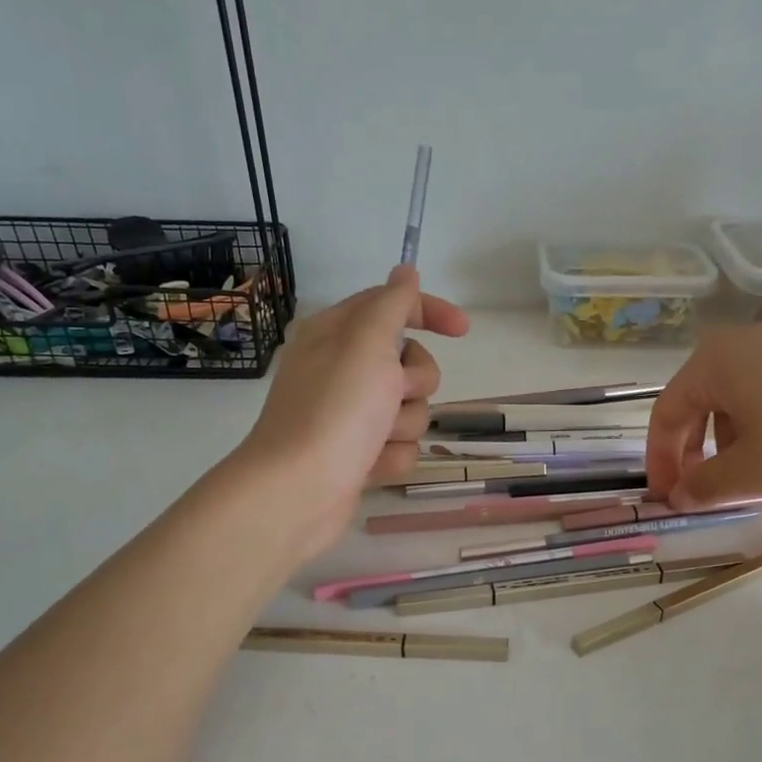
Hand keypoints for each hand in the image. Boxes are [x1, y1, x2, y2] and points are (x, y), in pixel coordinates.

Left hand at [232, 265, 467, 563]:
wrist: (299, 490)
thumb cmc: (335, 409)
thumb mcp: (367, 342)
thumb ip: (393, 303)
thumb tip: (405, 270)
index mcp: (337, 333)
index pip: (392, 305)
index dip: (429, 312)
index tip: (463, 330)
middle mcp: (343, 369)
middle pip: (410, 362)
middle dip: (415, 382)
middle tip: (394, 393)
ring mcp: (350, 414)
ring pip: (411, 408)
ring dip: (404, 424)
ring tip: (377, 437)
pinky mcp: (358, 453)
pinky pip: (400, 445)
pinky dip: (392, 456)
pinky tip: (369, 465)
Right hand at [646, 326, 761, 508]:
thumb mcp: (750, 471)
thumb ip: (704, 485)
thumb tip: (677, 498)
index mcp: (715, 360)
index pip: (667, 411)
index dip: (661, 460)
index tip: (667, 498)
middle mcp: (743, 344)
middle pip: (698, 402)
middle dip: (693, 451)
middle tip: (699, 490)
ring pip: (734, 400)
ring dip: (726, 443)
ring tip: (745, 478)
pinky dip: (759, 429)